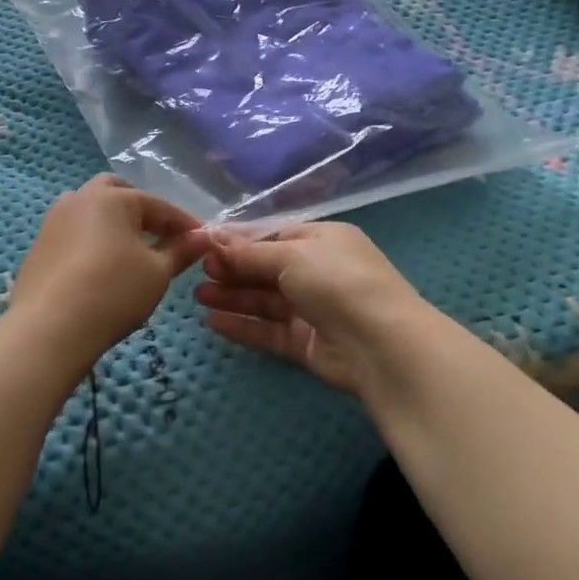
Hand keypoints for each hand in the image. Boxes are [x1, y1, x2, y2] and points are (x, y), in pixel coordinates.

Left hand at [10, 174, 207, 370]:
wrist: (50, 328)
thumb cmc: (113, 292)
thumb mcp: (157, 273)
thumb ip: (180, 251)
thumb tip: (202, 238)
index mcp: (112, 198)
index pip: (158, 205)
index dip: (183, 223)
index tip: (202, 240)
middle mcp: (79, 199)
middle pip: (116, 192)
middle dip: (141, 210)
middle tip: (160, 236)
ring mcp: (54, 221)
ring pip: (90, 210)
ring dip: (113, 222)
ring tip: (130, 251)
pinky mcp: (40, 247)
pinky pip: (73, 233)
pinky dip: (92, 241)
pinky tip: (101, 268)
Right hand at [195, 222, 427, 392]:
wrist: (381, 343)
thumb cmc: (337, 281)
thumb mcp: (291, 254)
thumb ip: (249, 252)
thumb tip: (212, 237)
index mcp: (322, 241)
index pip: (274, 236)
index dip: (240, 242)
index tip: (205, 246)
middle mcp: (319, 272)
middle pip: (267, 269)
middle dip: (233, 270)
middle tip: (198, 272)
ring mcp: (313, 310)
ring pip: (265, 301)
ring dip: (233, 297)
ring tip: (198, 295)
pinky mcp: (306, 343)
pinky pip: (269, 331)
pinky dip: (243, 326)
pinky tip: (213, 321)